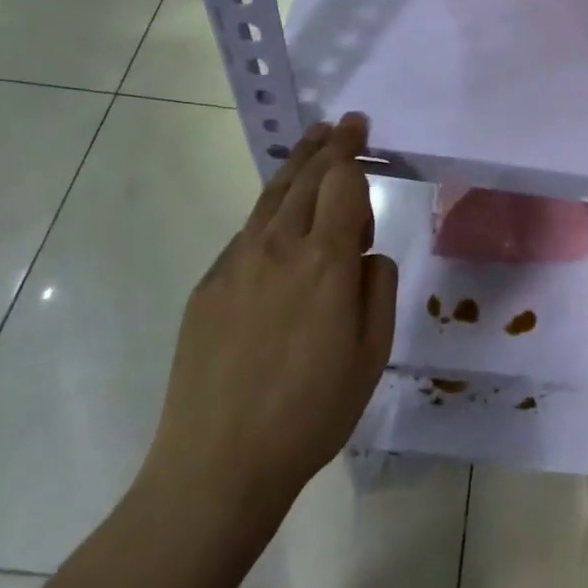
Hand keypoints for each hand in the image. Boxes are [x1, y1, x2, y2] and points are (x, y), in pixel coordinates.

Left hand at [142, 114, 397, 516]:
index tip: (361, 131)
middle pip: (305, 177)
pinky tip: (281, 217)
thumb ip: (377, 289)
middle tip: (342, 125)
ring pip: (271, 196)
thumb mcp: (372, 355)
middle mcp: (279, 247)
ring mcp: (236, 263)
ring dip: (296, 164)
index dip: (353, 151)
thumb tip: (366, 255)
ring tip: (312, 142)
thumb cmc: (311, 413)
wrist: (218, 462)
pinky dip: (272, 208)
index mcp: (327, 262)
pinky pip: (248, 231)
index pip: (343, 183)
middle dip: (327, 145)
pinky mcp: (209, 284)